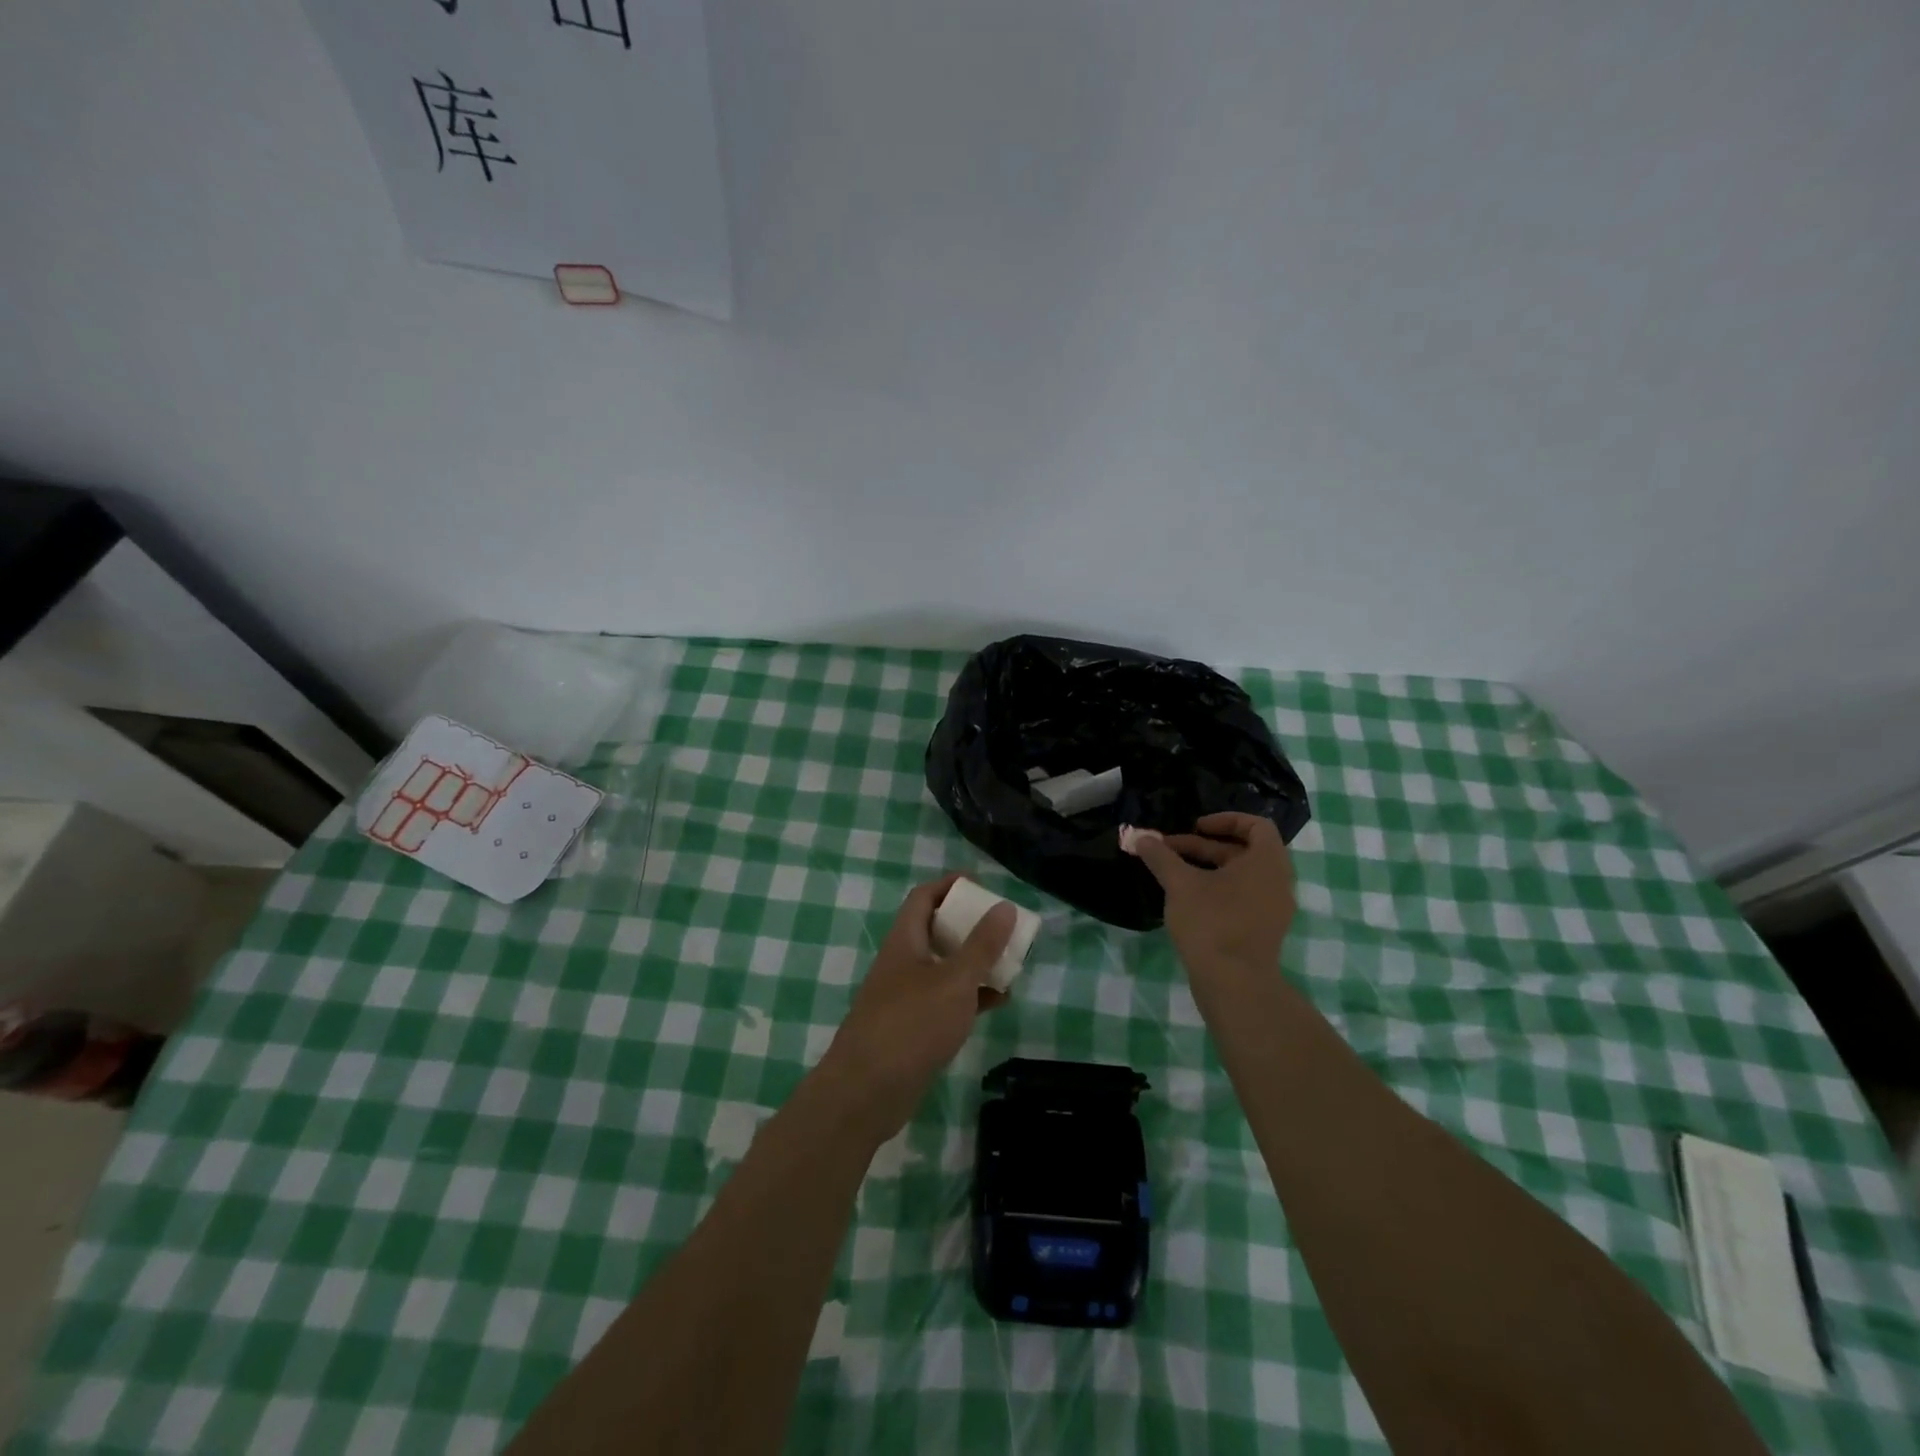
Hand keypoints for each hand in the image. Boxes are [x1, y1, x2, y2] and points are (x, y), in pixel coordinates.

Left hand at [820, 874, 1015, 1142]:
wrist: (867, 1092)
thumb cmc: (911, 1025)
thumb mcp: (955, 981)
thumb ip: (982, 945)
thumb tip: (1005, 906)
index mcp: (905, 940)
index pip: (924, 897)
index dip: (950, 885)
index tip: (982, 884)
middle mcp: (903, 962)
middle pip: (937, 930)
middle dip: (970, 925)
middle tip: (1003, 926)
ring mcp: (907, 996)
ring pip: (945, 967)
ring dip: (975, 962)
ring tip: (1010, 962)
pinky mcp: (914, 1027)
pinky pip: (947, 1000)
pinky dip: (972, 996)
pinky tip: (1000, 1002)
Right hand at [1133, 813, 1296, 977]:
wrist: (1235, 984)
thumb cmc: (1212, 923)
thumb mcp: (1180, 884)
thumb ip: (1161, 857)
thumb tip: (1141, 838)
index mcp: (1267, 862)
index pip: (1256, 825)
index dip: (1225, 820)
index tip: (1195, 826)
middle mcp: (1277, 881)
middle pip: (1243, 851)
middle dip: (1204, 846)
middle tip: (1170, 850)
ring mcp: (1273, 909)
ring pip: (1241, 876)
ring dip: (1208, 868)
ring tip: (1173, 874)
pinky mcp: (1263, 931)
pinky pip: (1243, 898)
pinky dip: (1218, 890)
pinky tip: (1187, 900)